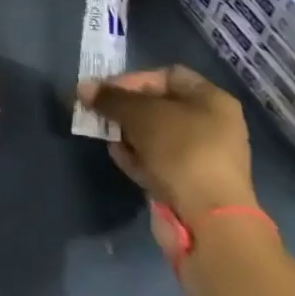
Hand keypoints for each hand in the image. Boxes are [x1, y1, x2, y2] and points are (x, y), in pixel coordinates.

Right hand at [79, 66, 256, 224]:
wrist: (208, 220)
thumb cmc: (181, 151)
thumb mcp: (140, 114)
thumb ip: (110, 98)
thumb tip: (82, 88)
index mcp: (212, 100)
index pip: (167, 75)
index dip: (134, 78)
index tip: (107, 91)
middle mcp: (211, 125)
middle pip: (158, 106)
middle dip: (125, 108)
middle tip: (99, 113)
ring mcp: (202, 157)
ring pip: (154, 135)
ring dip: (127, 134)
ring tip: (105, 136)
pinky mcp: (189, 183)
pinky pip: (157, 161)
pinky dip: (136, 157)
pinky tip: (118, 156)